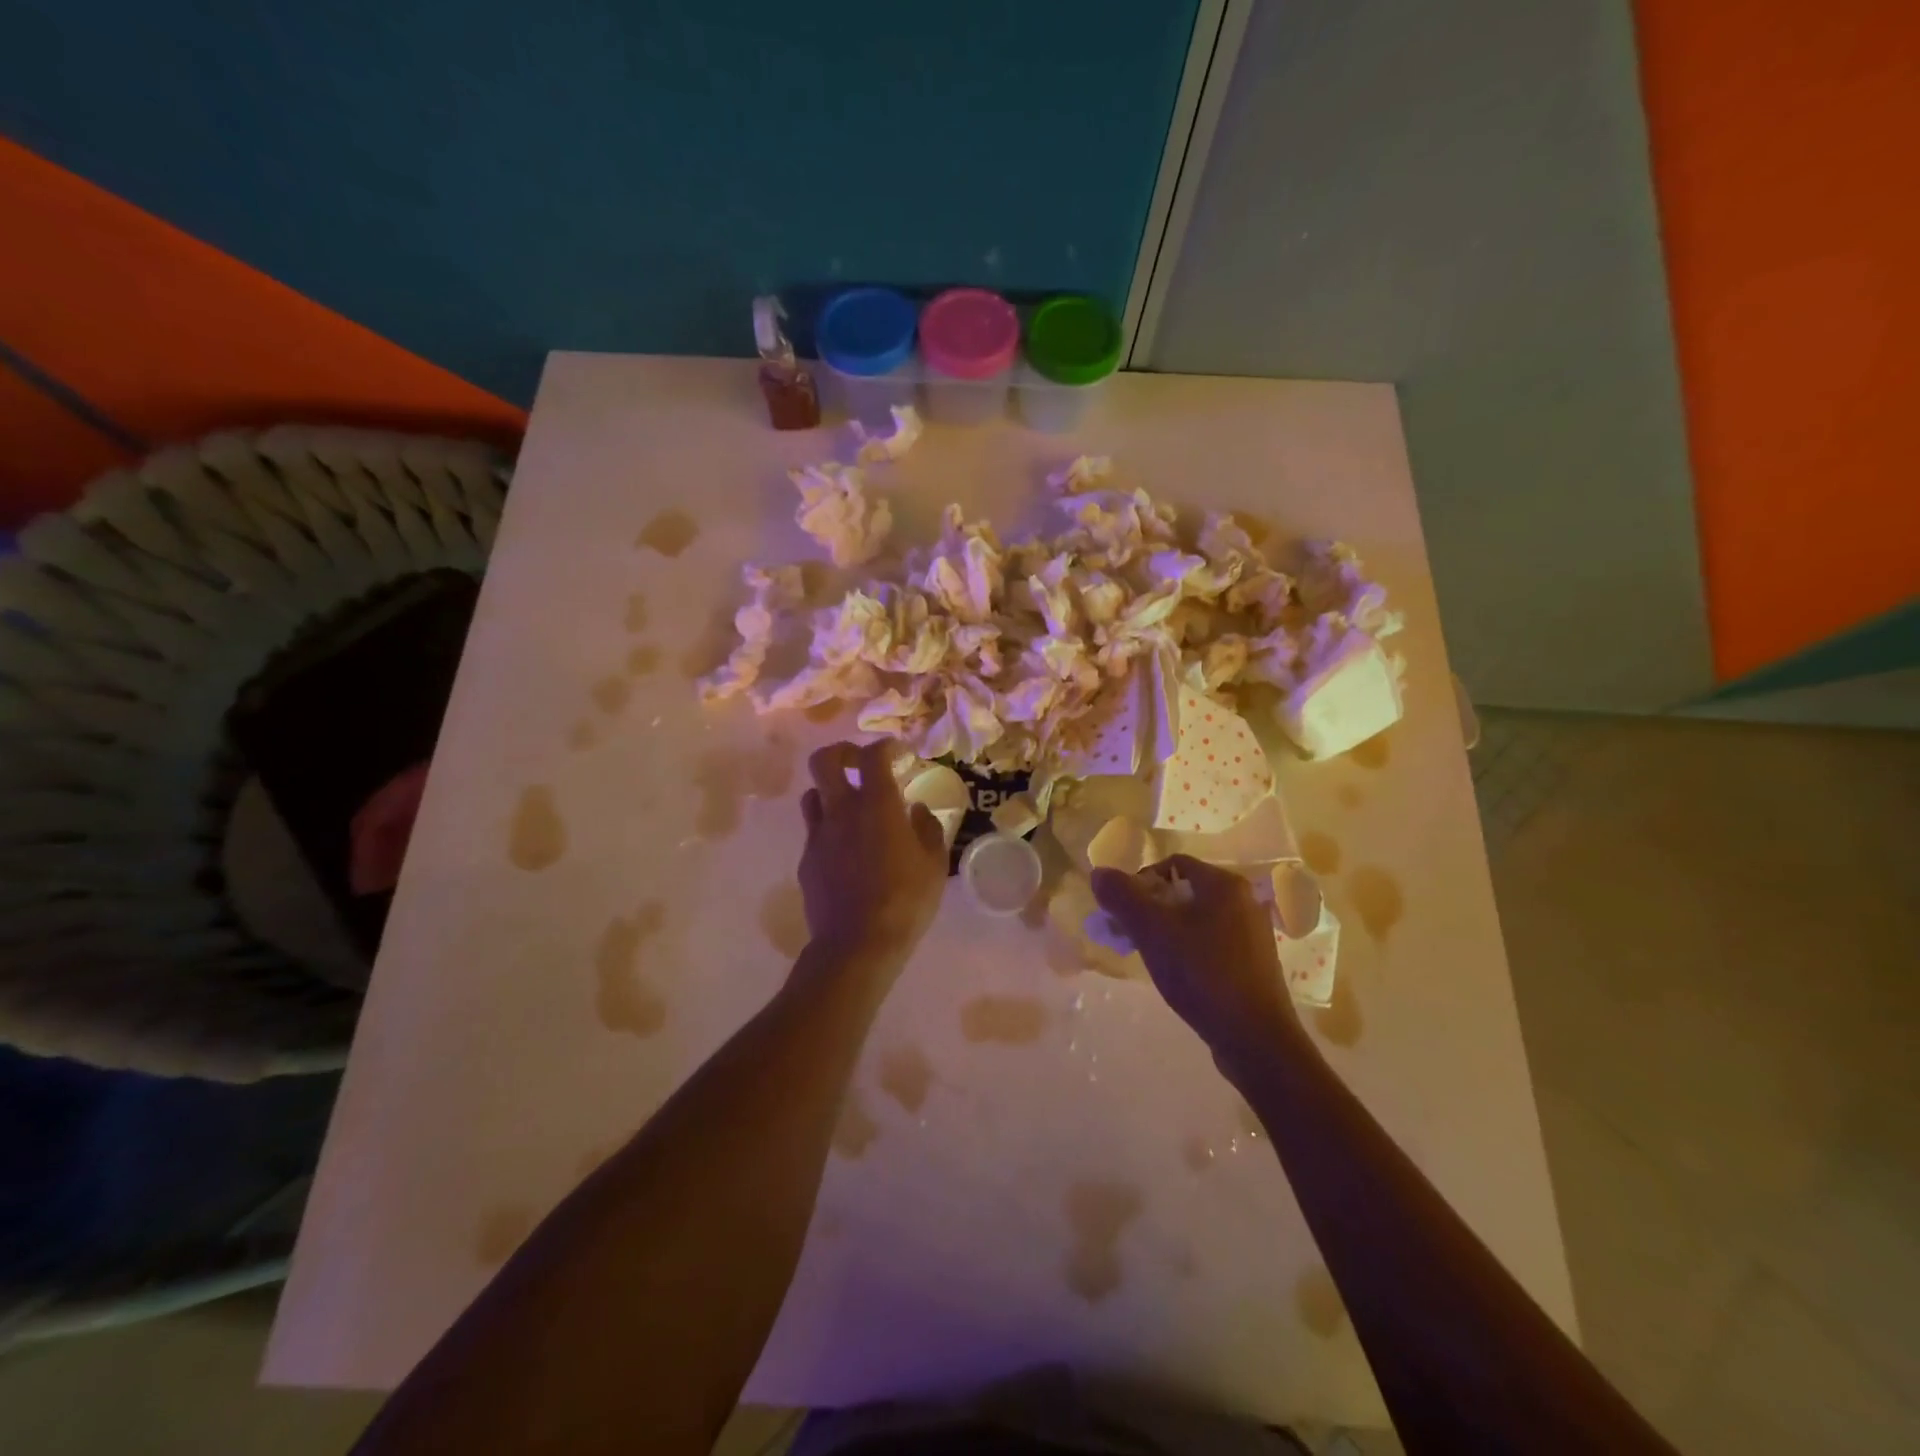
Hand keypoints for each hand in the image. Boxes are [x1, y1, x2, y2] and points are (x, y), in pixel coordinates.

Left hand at [797, 740, 947, 971]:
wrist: (856, 945)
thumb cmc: (905, 902)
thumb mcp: (934, 865)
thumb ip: (927, 829)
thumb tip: (915, 810)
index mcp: (877, 806)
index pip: (872, 756)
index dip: (883, 746)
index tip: (895, 751)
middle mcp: (841, 811)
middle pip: (824, 761)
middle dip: (841, 753)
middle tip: (859, 764)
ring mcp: (818, 836)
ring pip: (812, 794)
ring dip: (830, 792)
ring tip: (850, 808)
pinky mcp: (806, 861)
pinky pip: (814, 832)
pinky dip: (828, 829)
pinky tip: (846, 851)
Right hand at [1091, 855, 1300, 1062]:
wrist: (1255, 1040)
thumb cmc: (1203, 974)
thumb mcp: (1152, 931)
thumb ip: (1123, 897)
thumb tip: (1099, 873)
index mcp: (1225, 884)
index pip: (1172, 864)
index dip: (1141, 882)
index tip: (1124, 912)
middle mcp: (1244, 901)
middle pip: (1184, 891)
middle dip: (1150, 909)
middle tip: (1129, 936)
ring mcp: (1253, 934)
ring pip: (1197, 918)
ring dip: (1167, 930)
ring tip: (1150, 957)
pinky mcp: (1254, 963)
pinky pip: (1212, 942)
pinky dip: (1189, 949)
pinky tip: (1178, 976)